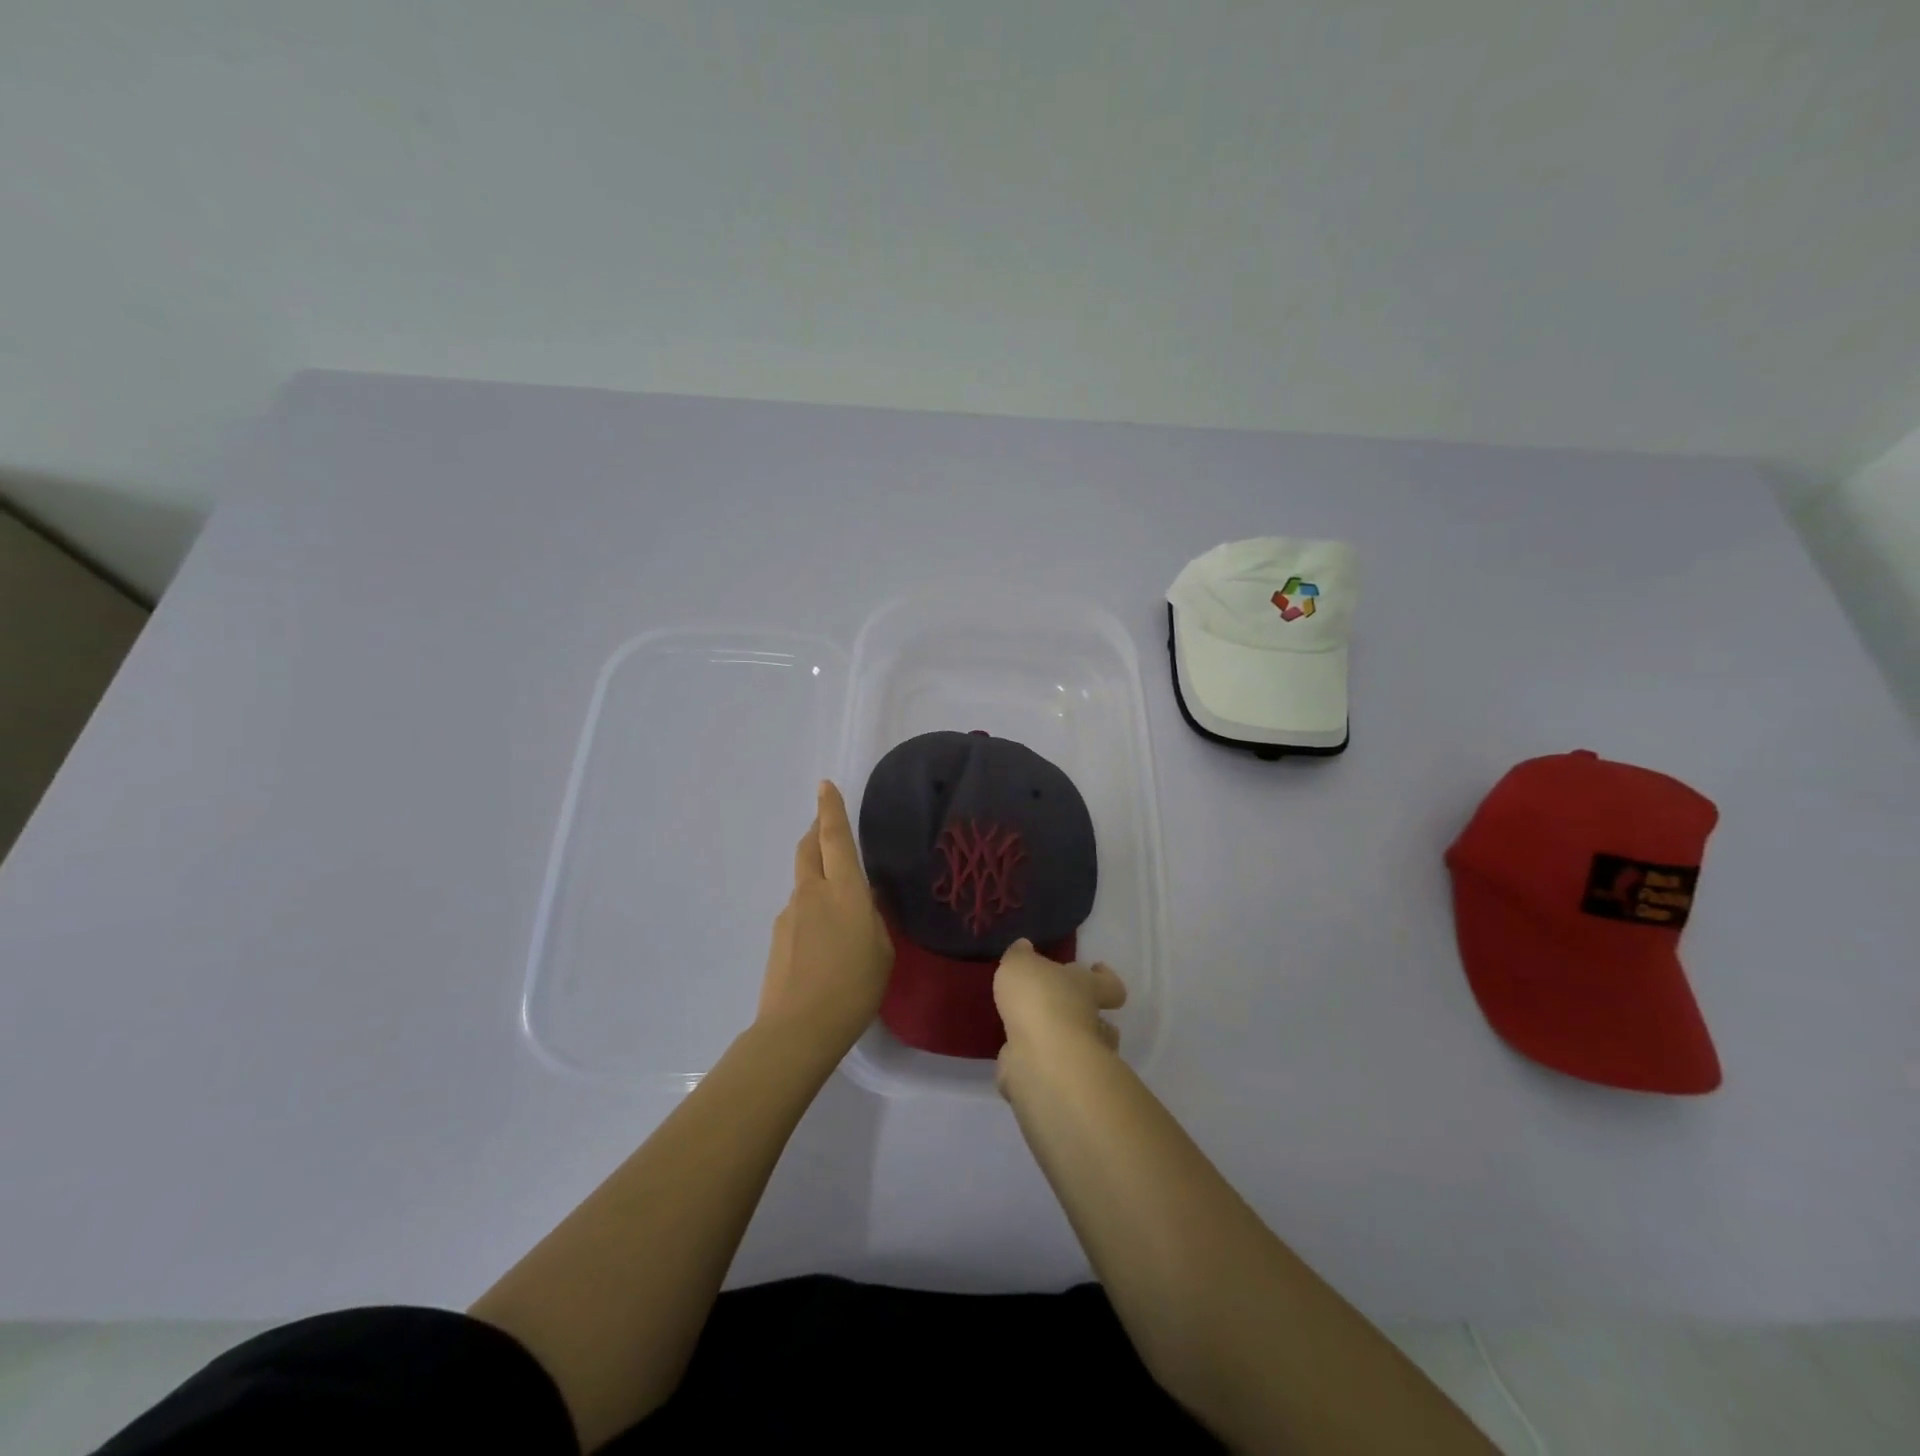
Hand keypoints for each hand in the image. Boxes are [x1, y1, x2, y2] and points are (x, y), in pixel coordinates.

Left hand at [757, 781, 893, 1055]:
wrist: (798, 1029)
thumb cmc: (854, 987)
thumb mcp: (882, 951)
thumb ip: (874, 919)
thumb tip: (866, 901)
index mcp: (844, 890)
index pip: (835, 837)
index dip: (830, 809)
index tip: (824, 785)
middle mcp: (812, 892)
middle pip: (808, 848)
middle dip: (816, 830)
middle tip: (826, 824)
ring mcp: (790, 914)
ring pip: (803, 880)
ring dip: (816, 874)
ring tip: (837, 902)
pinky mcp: (777, 937)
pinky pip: (798, 910)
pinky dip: (811, 909)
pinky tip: (823, 940)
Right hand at [993, 939, 1126, 1080]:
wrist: (1041, 1057)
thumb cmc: (1038, 999)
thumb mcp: (1020, 964)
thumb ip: (1020, 956)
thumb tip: (1024, 948)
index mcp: (1087, 988)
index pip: (1109, 984)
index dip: (1105, 977)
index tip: (1097, 968)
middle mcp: (1090, 1023)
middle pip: (1102, 1021)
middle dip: (1087, 1018)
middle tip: (1062, 1011)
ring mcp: (1080, 1058)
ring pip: (1082, 1050)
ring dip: (1064, 1045)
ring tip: (1036, 1038)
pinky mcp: (1060, 1084)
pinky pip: (1052, 1072)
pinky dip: (1038, 1067)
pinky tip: (1017, 1061)